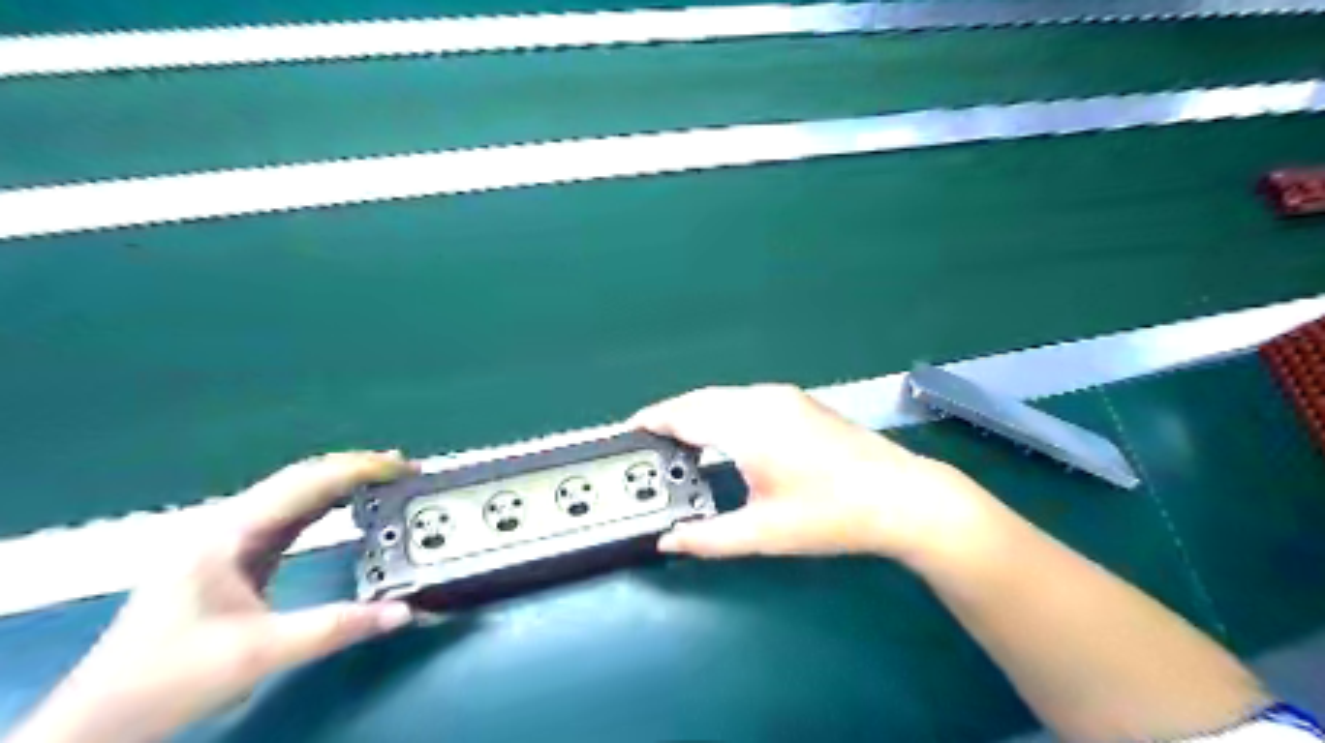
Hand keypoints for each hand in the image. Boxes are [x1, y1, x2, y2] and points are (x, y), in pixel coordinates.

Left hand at [9, 450, 413, 739]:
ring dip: (341, 483)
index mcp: (228, 534)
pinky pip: (290, 517)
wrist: (103, 718)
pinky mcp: (236, 558)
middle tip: (404, 470)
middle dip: (354, 468)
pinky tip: (348, 506)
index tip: (402, 468)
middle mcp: (228, 526)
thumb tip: (404, 612)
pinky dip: (326, 505)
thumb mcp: (260, 653)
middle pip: (300, 478)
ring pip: (294, 495)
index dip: (357, 469)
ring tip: (387, 480)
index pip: (304, 483)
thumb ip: (336, 627)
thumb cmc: (172, 678)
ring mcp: (229, 541)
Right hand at [630, 385, 992, 558]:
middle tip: (649, 441)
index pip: (685, 413)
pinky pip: (743, 398)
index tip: (629, 431)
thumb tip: (667, 541)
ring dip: (695, 412)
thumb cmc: (831, 515)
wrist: (902, 497)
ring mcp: (784, 397)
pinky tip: (718, 434)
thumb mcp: (763, 533)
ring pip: (722, 396)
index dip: (653, 420)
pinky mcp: (798, 402)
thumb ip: (707, 538)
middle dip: (670, 416)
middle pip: (700, 399)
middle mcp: (762, 399)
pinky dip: (720, 411)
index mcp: (748, 424)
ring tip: (677, 441)